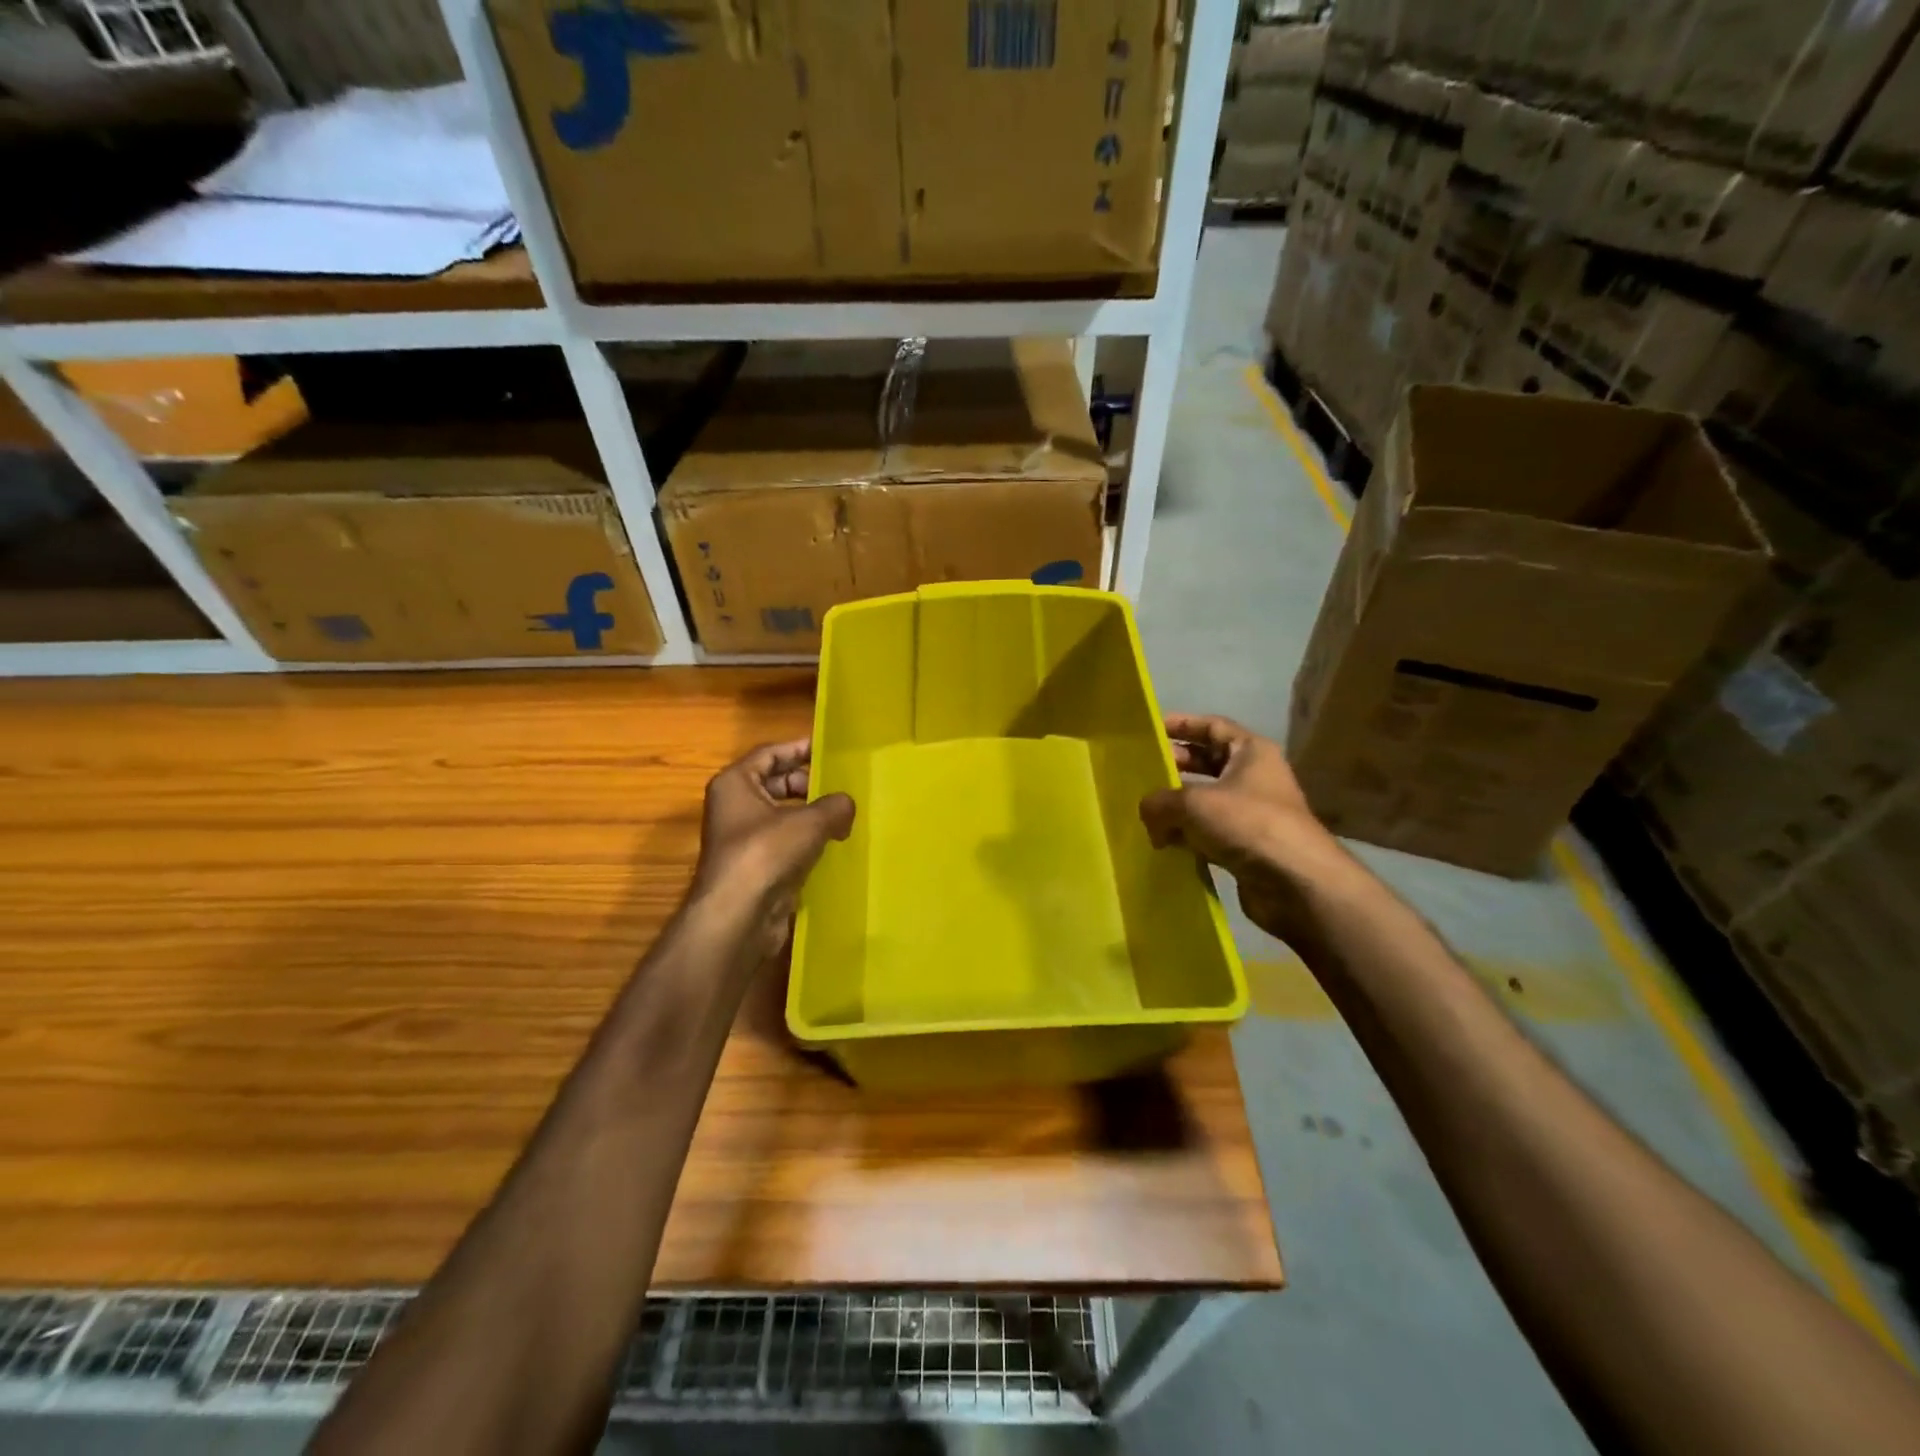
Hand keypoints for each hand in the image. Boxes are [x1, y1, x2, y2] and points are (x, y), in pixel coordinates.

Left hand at [693, 740, 854, 956]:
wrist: (738, 916)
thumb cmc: (766, 853)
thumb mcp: (809, 822)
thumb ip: (834, 806)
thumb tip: (846, 804)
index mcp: (736, 783)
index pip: (770, 753)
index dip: (800, 747)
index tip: (830, 748)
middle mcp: (734, 806)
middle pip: (776, 783)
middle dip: (808, 782)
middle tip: (842, 784)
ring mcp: (743, 838)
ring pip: (782, 815)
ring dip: (811, 814)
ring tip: (845, 814)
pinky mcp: (755, 867)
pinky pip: (785, 843)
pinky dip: (807, 840)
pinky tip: (834, 844)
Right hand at [1140, 713, 1345, 942]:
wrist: (1295, 883)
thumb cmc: (1247, 824)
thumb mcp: (1193, 803)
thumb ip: (1160, 801)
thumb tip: (1147, 812)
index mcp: (1250, 752)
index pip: (1212, 726)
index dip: (1181, 724)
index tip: (1150, 730)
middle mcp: (1254, 777)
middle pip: (1207, 763)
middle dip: (1175, 767)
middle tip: (1140, 773)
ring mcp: (1252, 814)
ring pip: (1205, 801)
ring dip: (1177, 806)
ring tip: (1143, 812)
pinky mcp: (1247, 847)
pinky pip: (1209, 833)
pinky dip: (1187, 835)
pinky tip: (1162, 844)